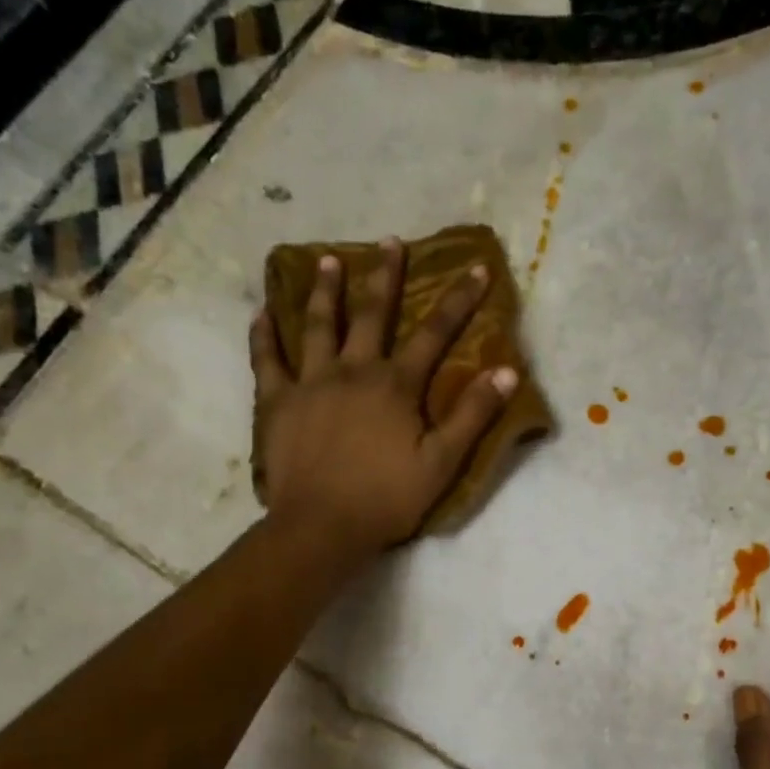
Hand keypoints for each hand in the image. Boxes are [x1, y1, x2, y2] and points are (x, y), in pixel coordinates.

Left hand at [250, 239, 516, 562]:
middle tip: (390, 242)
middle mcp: (354, 371)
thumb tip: (507, 371)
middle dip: (385, 276)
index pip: (435, 334)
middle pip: (372, 314)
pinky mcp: (278, 402)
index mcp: (396, 386)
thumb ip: (473, 415)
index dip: (458, 300)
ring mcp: (311, 383)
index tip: (476, 268)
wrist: (322, 526)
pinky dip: (264, 335)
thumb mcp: (442, 462)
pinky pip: (267, 360)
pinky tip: (262, 312)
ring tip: (327, 261)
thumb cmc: (387, 498)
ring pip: (318, 325)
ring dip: (325, 291)